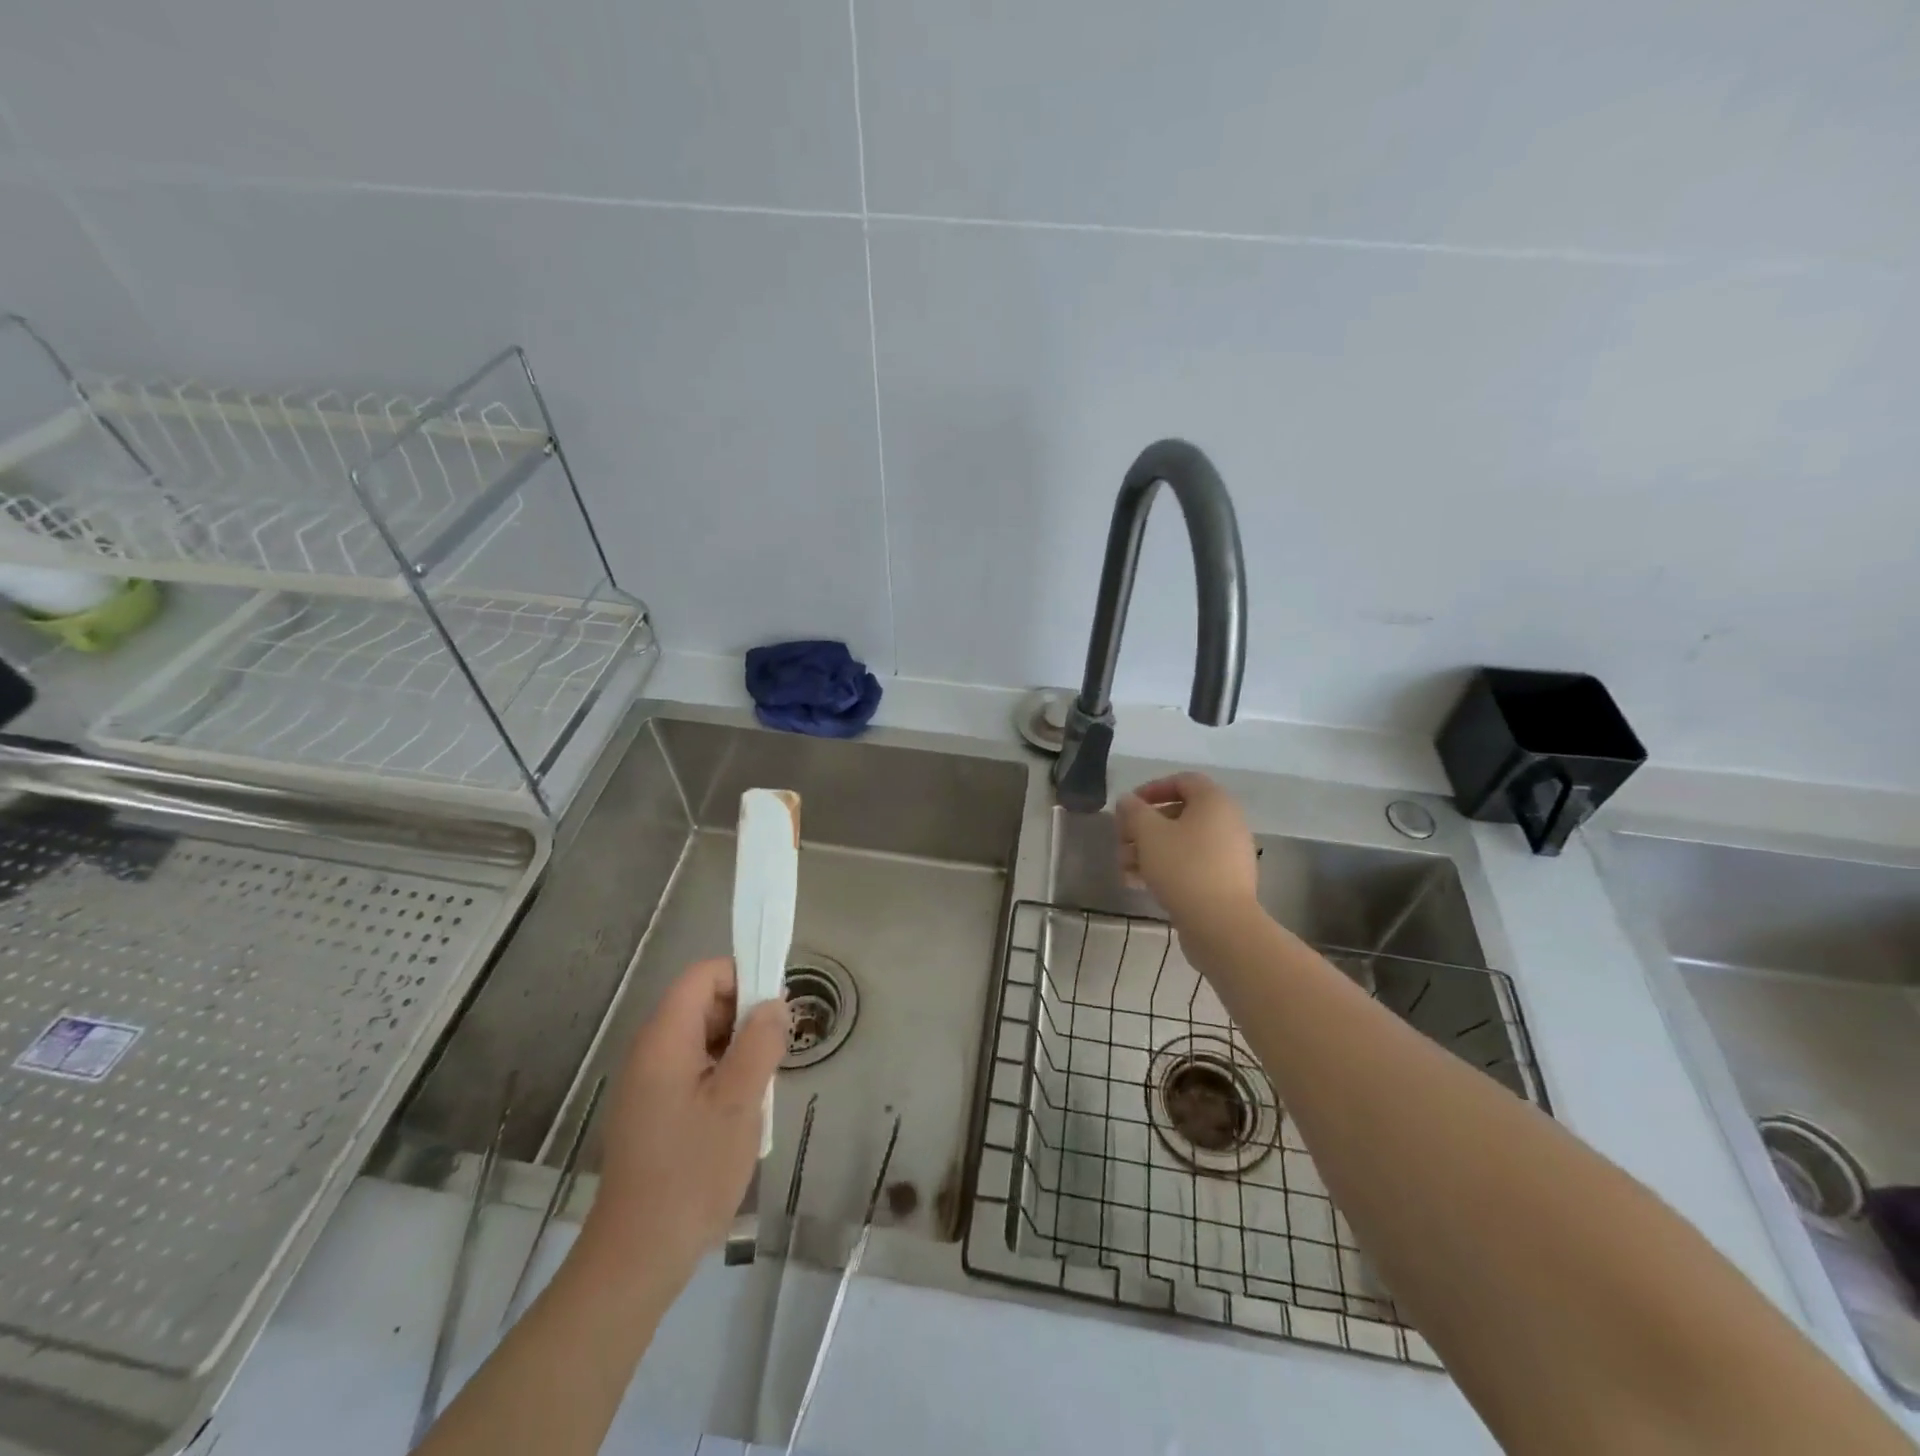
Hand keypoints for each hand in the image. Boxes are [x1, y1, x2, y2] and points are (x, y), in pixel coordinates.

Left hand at [575, 957, 787, 1302]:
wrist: (638, 1256)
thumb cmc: (692, 1172)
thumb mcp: (739, 1102)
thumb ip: (760, 1043)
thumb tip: (774, 1003)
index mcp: (664, 1039)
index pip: (703, 975)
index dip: (743, 976)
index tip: (776, 1008)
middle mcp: (650, 1050)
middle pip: (702, 1002)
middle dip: (744, 1015)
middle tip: (777, 1049)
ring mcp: (648, 1081)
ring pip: (701, 1036)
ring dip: (737, 1047)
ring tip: (763, 1083)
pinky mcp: (652, 1108)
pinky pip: (693, 1067)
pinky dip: (722, 1072)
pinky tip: (741, 1109)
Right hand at [1115, 772, 1259, 927]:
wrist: (1221, 924)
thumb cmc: (1183, 867)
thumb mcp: (1149, 834)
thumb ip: (1134, 812)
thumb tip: (1127, 800)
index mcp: (1214, 802)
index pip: (1183, 781)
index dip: (1152, 789)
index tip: (1128, 807)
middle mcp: (1227, 822)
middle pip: (1179, 813)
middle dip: (1144, 826)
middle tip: (1122, 841)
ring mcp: (1229, 853)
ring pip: (1182, 842)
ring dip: (1150, 849)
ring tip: (1124, 867)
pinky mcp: (1225, 880)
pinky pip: (1191, 863)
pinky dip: (1166, 867)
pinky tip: (1140, 883)